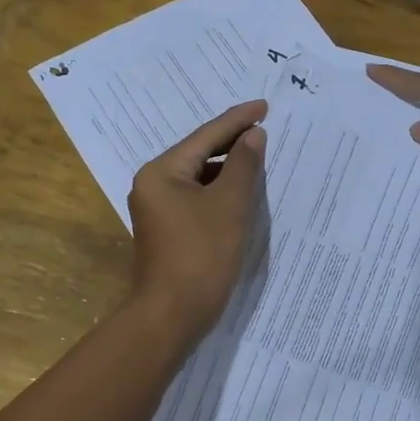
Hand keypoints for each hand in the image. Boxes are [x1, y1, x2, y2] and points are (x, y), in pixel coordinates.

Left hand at [127, 100, 267, 341]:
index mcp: (162, 172)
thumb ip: (244, 165)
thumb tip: (253, 135)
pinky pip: (198, 197)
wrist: (172, 314)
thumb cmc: (202, 254)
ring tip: (260, 156)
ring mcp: (158, 208)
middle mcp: (154, 184)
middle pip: (199, 153)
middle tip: (265, 126)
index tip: (265, 106)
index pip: (206, 136)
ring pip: (199, 176)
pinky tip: (243, 191)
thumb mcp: (230, 204)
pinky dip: (220, 190)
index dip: (238, 120)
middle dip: (233, 142)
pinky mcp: (169, 229)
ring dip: (229, 167)